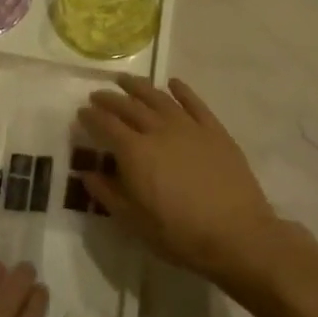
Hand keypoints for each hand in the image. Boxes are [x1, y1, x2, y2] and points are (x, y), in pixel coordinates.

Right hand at [78, 76, 309, 292]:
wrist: (236, 236)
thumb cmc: (179, 234)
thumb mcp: (133, 221)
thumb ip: (107, 193)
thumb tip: (86, 173)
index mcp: (134, 152)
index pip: (106, 125)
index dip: (91, 117)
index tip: (81, 113)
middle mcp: (158, 130)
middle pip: (129, 106)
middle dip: (109, 99)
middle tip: (97, 95)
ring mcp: (189, 127)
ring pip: (158, 98)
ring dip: (139, 87)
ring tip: (125, 80)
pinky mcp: (214, 130)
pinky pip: (194, 103)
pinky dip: (181, 90)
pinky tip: (173, 83)